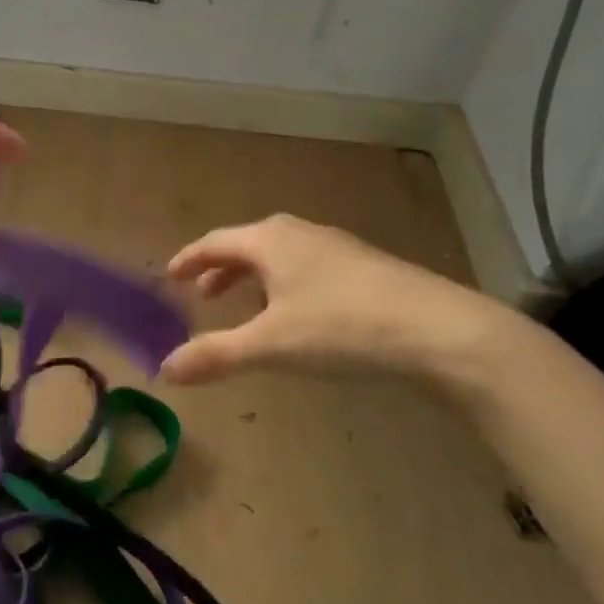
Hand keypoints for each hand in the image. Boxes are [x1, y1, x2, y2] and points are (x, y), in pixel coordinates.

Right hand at [160, 213, 501, 385]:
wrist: (439, 330)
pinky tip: (298, 313)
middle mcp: (300, 233)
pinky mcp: (365, 266)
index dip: (189, 259)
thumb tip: (164, 369)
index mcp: (270, 241)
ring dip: (254, 277)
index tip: (170, 276)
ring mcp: (336, 247)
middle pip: (247, 245)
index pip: (215, 243)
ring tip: (246, 305)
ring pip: (280, 255)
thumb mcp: (270, 345)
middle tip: (202, 294)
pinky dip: (284, 283)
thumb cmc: (341, 327)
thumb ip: (216, 355)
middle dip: (221, 269)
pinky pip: (307, 266)